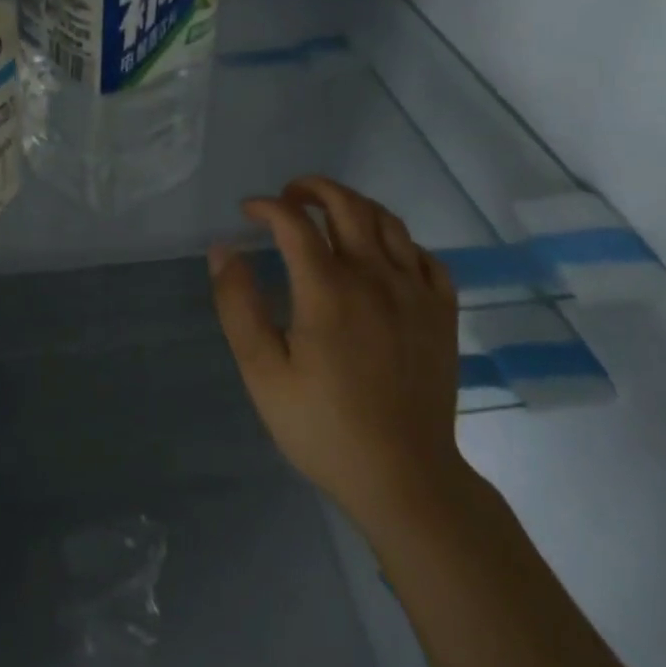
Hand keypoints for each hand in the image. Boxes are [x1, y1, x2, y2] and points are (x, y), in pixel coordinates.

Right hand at [209, 176, 471, 535]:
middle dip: (313, 188)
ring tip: (331, 215)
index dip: (267, 206)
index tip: (248, 212)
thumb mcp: (263, 373)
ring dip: (354, 205)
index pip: (294, 222)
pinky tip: (383, 256)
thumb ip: (239, 306)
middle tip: (290, 196)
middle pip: (347, 204)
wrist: (405, 478)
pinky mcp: (442, 312)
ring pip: (388, 221)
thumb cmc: (325, 428)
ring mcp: (415, 292)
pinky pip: (426, 255)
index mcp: (328, 289)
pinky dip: (399, 241)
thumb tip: (223, 250)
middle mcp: (375, 276)